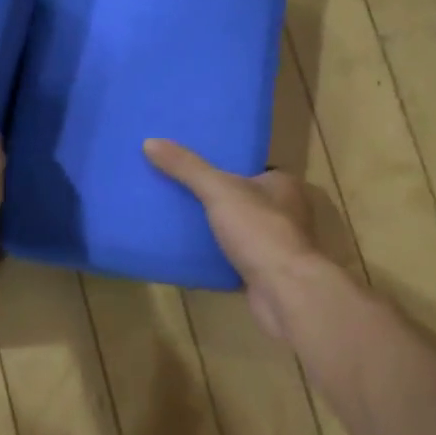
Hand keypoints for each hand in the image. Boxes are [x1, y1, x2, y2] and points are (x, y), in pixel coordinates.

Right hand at [144, 139, 324, 340]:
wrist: (285, 292)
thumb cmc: (260, 231)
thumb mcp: (219, 190)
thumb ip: (187, 168)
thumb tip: (150, 142)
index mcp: (283, 185)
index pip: (250, 169)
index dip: (222, 167)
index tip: (190, 167)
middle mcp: (285, 213)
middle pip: (241, 199)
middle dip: (214, 199)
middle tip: (176, 193)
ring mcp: (276, 246)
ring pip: (237, 231)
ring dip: (213, 230)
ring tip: (176, 221)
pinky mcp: (266, 273)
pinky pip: (234, 259)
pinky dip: (215, 258)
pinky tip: (190, 255)